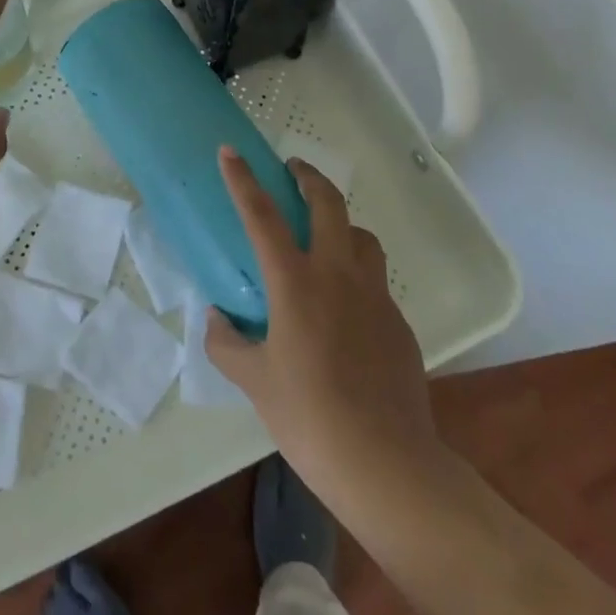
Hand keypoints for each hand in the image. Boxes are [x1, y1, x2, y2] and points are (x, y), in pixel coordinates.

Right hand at [206, 149, 440, 505]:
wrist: (386, 463)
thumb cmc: (309, 418)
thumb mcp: (254, 382)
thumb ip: (227, 343)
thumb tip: (217, 318)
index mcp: (295, 283)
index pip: (262, 216)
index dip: (243, 179)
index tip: (231, 151)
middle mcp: (338, 275)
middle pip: (328, 204)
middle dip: (309, 177)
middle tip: (294, 170)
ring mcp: (374, 296)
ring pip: (362, 236)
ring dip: (341, 222)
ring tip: (325, 236)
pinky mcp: (398, 322)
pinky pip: (375, 280)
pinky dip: (357, 273)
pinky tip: (345, 308)